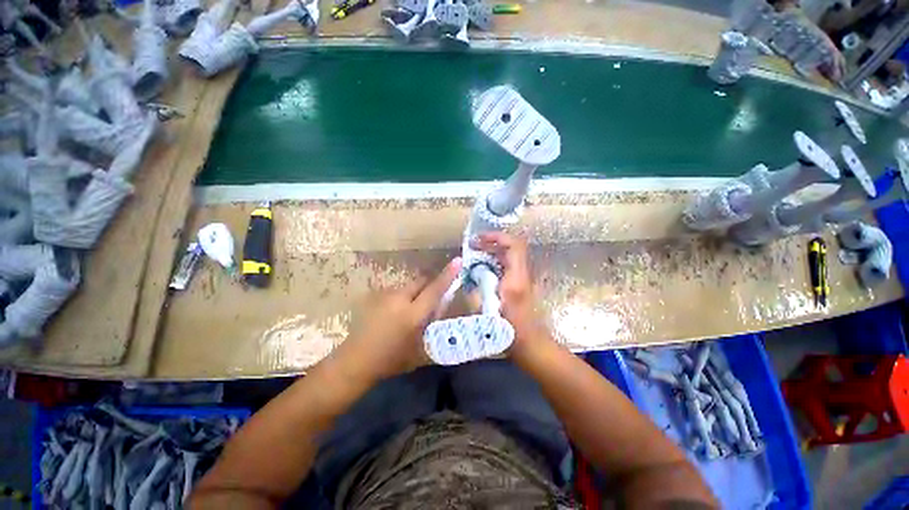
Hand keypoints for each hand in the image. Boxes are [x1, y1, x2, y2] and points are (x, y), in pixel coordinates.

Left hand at [334, 258, 461, 382]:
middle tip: (433, 296)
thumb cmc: (391, 360)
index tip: (457, 260)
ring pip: (408, 286)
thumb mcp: (419, 347)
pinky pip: (396, 291)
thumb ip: (432, 324)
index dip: (447, 275)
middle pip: (421, 281)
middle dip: (430, 284)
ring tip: (411, 309)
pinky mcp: (376, 296)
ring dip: (415, 292)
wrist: (355, 360)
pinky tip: (395, 312)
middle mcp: (399, 299)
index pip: (434, 290)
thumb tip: (441, 306)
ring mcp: (385, 296)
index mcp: (412, 315)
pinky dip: (402, 297)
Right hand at [473, 232, 553, 359]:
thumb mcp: (487, 314)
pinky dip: (494, 261)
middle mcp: (522, 275)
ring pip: (509, 255)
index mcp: (516, 279)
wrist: (531, 344)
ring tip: (474, 255)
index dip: (497, 237)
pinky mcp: (519, 284)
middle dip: (491, 242)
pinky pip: (507, 265)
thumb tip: (468, 276)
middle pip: (511, 247)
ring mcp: (522, 279)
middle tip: (472, 246)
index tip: (479, 239)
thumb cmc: (510, 332)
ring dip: (492, 251)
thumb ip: (475, 293)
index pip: (514, 246)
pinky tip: (481, 269)